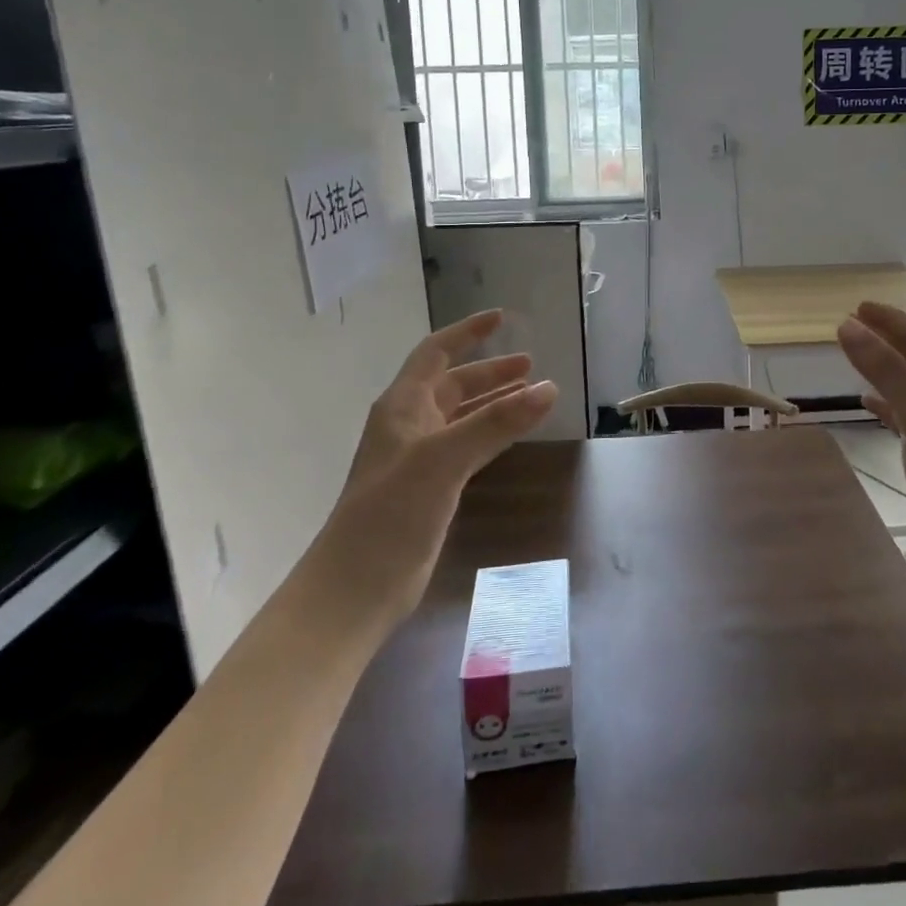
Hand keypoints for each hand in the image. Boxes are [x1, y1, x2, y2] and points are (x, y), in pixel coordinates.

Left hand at [323, 310, 555, 613]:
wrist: (356, 587)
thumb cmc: (391, 512)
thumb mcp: (445, 459)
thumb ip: (496, 422)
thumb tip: (549, 387)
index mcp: (403, 406)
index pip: (436, 352)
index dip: (467, 332)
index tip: (502, 318)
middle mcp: (409, 425)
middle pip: (452, 384)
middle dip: (490, 371)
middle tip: (530, 365)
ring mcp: (418, 459)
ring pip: (461, 416)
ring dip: (493, 401)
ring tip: (531, 395)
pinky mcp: (429, 489)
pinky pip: (466, 446)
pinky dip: (490, 434)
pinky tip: (510, 438)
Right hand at [836, 302, 905, 601]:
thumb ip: (884, 368)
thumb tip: (847, 325)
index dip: (891, 319)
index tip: (858, 306)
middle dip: (887, 338)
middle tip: (851, 324)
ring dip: (884, 368)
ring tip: (854, 355)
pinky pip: (904, 415)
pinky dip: (884, 403)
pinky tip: (866, 403)